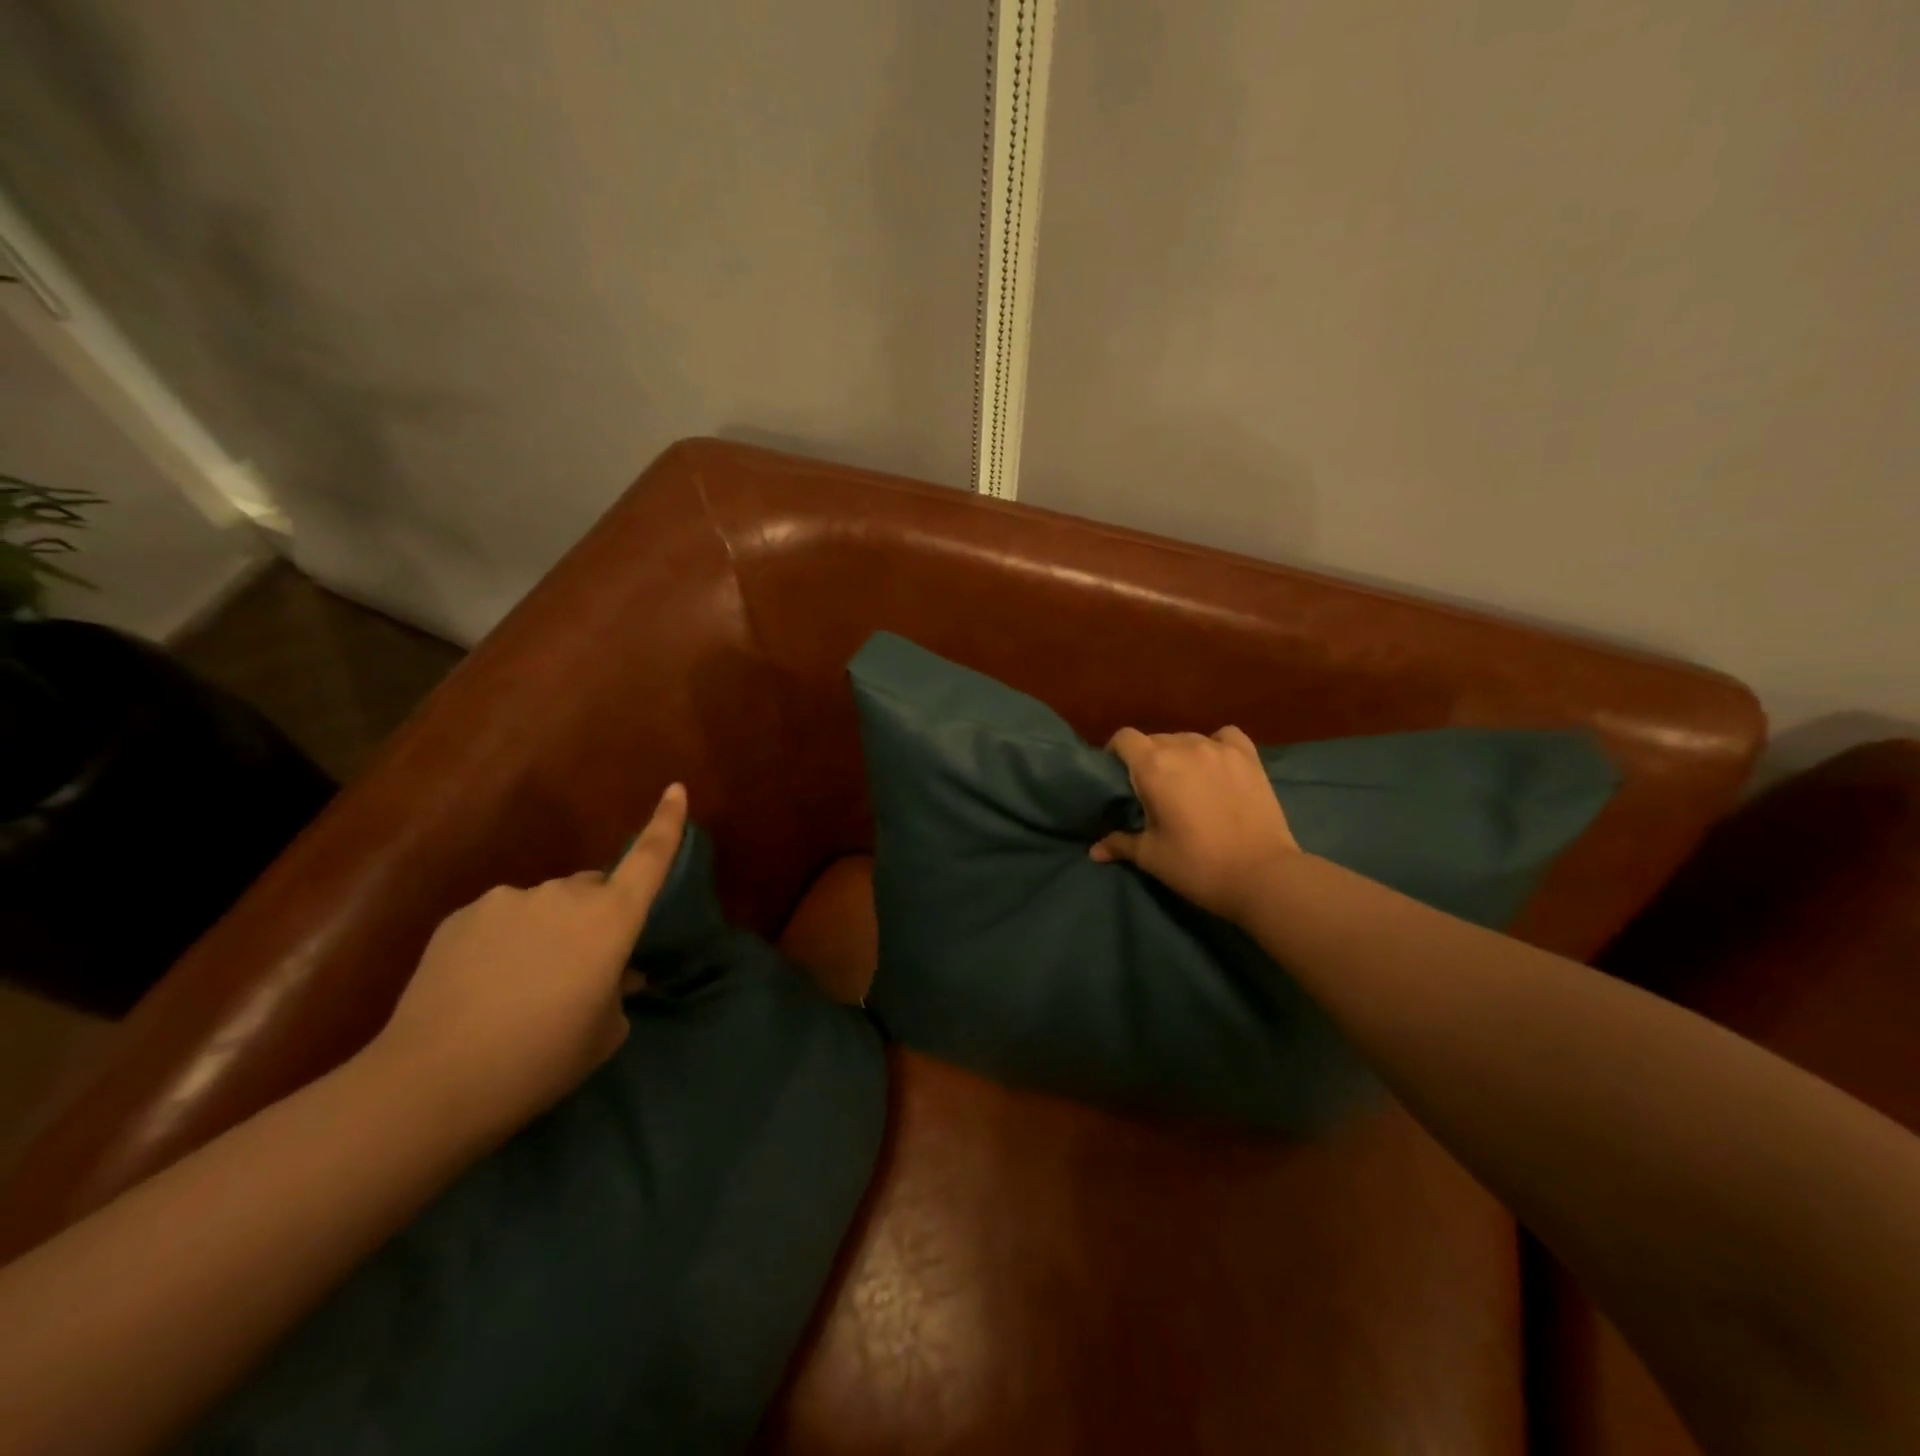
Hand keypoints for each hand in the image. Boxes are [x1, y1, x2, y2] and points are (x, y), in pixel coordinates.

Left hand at [371, 782, 688, 1140]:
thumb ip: (619, 991)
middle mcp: (563, 895)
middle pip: (592, 888)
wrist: (430, 1083)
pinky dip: (505, 941)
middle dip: (594, 914)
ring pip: (545, 906)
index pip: (649, 858)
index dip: (667, 822)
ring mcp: (508, 901)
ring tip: (522, 986)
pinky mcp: (462, 916)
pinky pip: (501, 919)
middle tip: (579, 969)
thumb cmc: (540, 1060)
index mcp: (610, 919)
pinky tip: (483, 985)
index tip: (676, 788)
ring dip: (548, 930)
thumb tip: (618, 974)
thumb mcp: (603, 1033)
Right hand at [1090, 727, 1298, 922]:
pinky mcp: (1249, 757)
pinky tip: (1217, 765)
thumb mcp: (1151, 857)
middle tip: (1152, 790)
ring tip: (1186, 782)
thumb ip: (1120, 844)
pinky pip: (1225, 737)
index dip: (1116, 753)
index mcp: (1153, 766)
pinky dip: (1216, 746)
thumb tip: (1094, 851)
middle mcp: (1184, 747)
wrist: (1262, 875)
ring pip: (1187, 739)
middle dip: (1148, 759)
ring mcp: (1219, 749)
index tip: (1117, 775)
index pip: (1124, 738)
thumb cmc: (1197, 865)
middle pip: (1155, 739)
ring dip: (1180, 755)